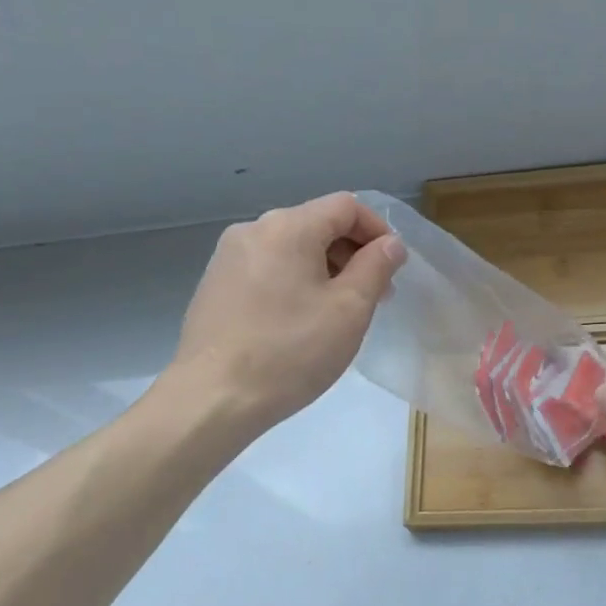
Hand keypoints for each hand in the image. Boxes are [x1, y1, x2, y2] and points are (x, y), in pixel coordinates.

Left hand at [168, 193, 406, 435]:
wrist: (213, 399)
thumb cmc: (291, 351)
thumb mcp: (350, 309)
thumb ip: (376, 266)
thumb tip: (390, 243)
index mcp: (288, 227)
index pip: (346, 206)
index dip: (378, 229)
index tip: (392, 268)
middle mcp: (253, 230)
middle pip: (317, 224)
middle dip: (352, 254)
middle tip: (373, 297)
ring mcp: (228, 258)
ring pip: (292, 248)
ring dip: (325, 270)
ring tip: (338, 314)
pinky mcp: (215, 286)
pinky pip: (268, 270)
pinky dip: (294, 283)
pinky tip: (299, 324)